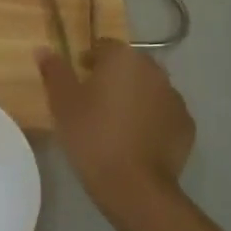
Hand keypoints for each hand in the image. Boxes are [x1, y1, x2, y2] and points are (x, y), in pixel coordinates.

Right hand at [38, 39, 193, 214]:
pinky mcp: (186, 125)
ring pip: (149, 89)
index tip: (79, 78)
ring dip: (134, 97)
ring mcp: (175, 98)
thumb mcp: (62, 104)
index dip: (90, 59)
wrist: (134, 185)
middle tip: (94, 102)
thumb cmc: (92, 136)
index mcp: (124, 59)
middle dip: (114, 77)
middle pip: (130, 66)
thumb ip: (54, 72)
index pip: (105, 46)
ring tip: (116, 123)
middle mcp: (154, 71)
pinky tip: (136, 139)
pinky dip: (151, 119)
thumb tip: (44, 50)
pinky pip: (163, 114)